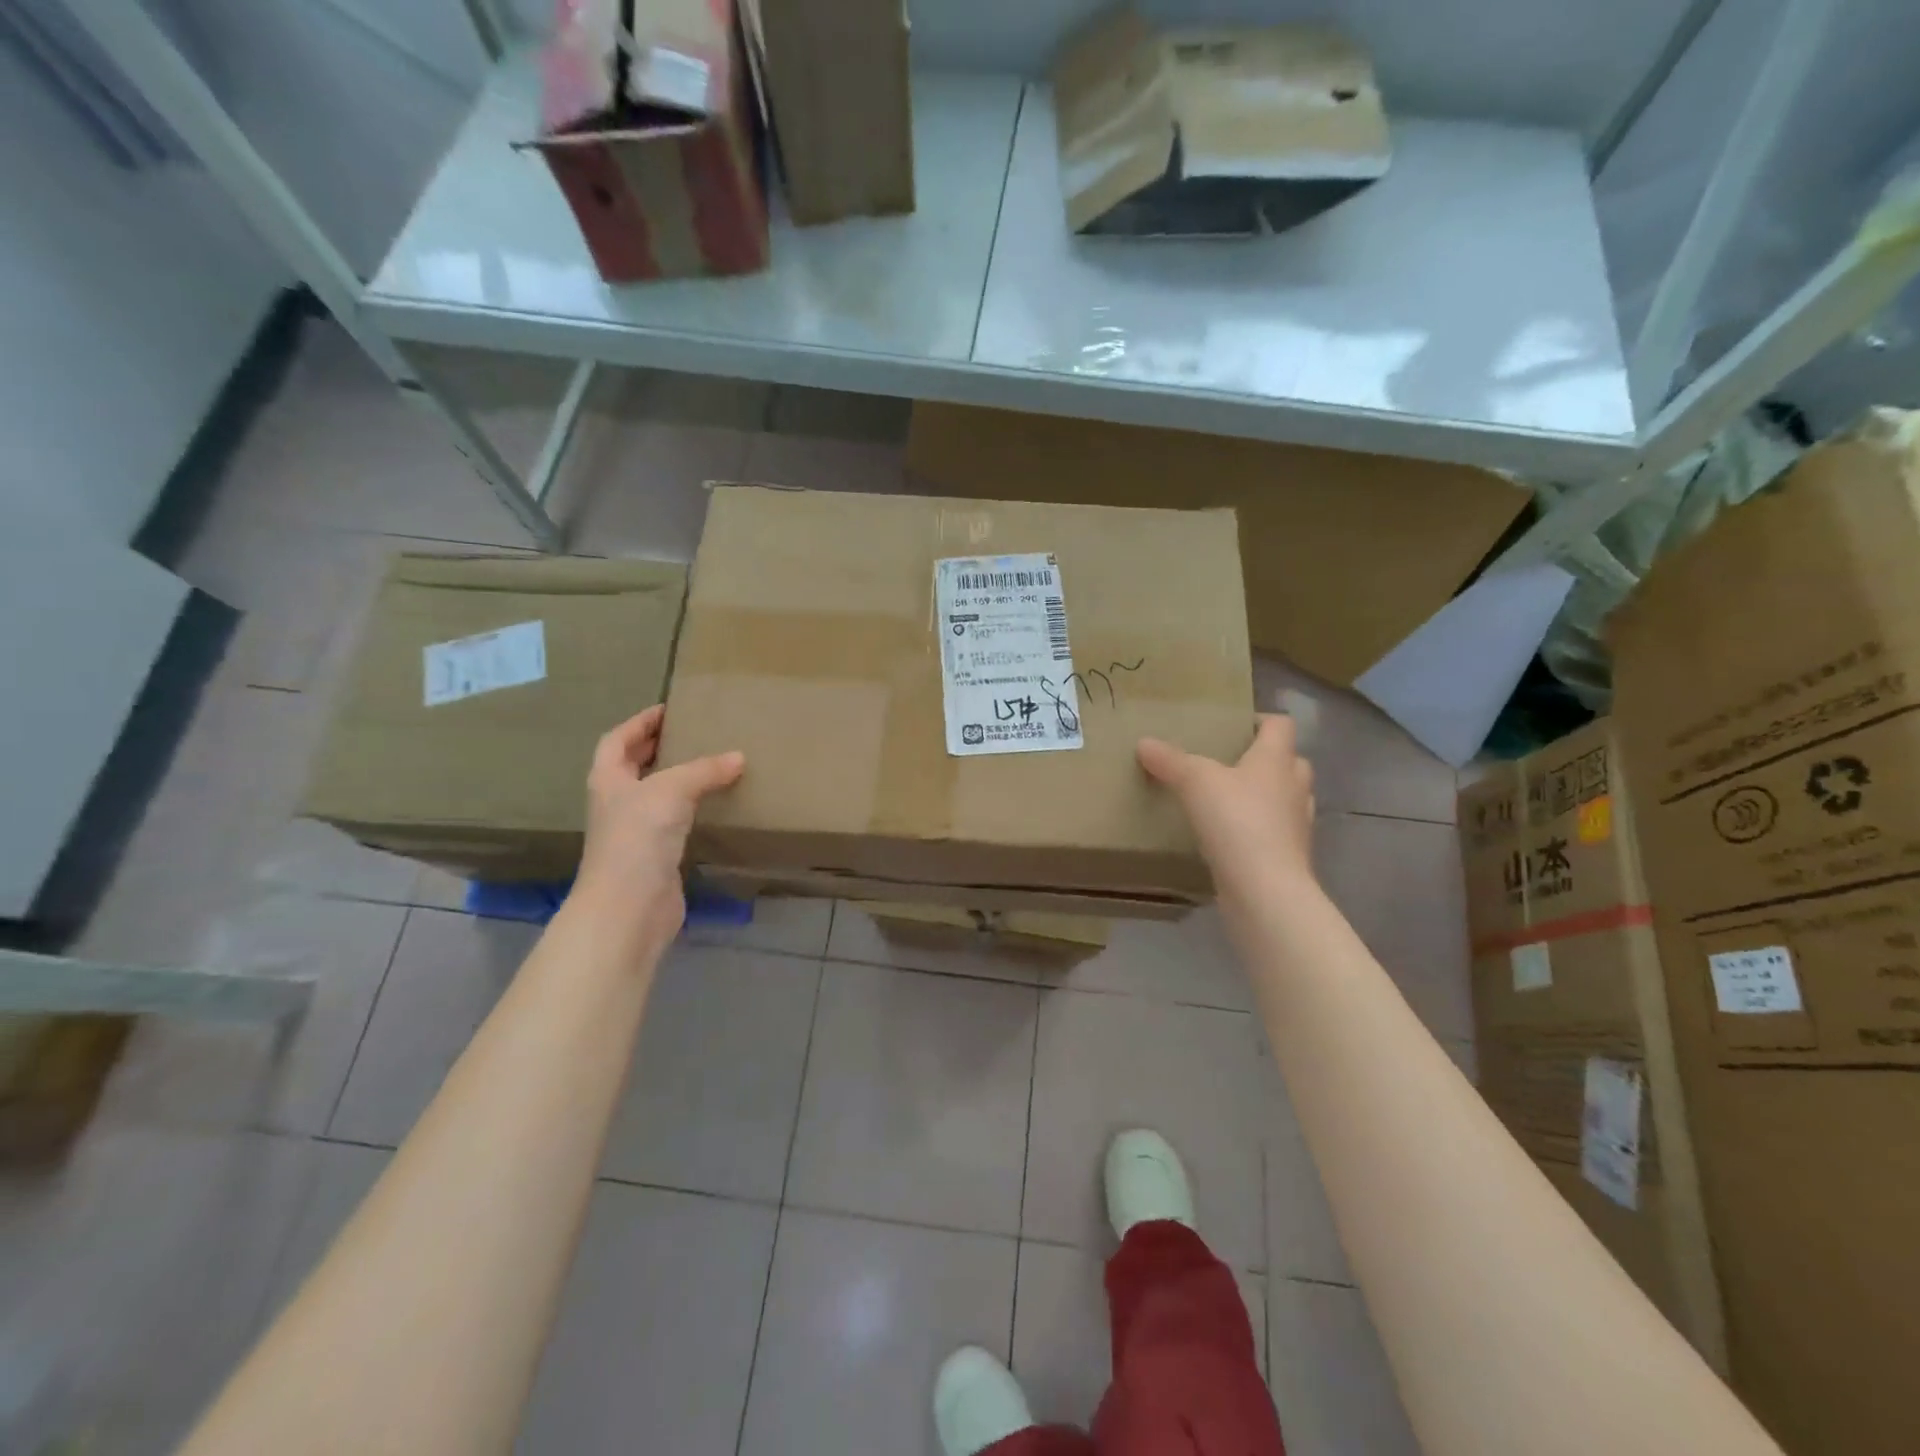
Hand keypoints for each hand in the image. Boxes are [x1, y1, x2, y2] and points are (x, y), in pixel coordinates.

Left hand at [570, 706, 744, 955]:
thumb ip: (705, 771)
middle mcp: (618, 804)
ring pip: (657, 796)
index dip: (639, 723)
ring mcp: (635, 833)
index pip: (617, 741)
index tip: (668, 710)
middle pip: (634, 767)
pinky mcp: (656, 858)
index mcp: (609, 780)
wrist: (629, 907)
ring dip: (678, 780)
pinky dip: (693, 811)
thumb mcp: (672, 791)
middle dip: (658, 749)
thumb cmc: (637, 838)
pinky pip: (676, 824)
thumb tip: (738, 757)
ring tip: (711, 765)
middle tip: (693, 733)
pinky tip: (716, 807)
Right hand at [1137, 714, 1315, 898]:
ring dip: (1267, 796)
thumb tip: (1144, 742)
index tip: (1236, 726)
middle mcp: (1294, 787)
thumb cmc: (1236, 821)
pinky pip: (1277, 833)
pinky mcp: (1290, 857)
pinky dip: (1260, 830)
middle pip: (1291, 761)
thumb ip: (1170, 761)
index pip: (1282, 725)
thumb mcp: (1195, 782)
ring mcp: (1297, 825)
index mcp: (1276, 760)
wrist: (1264, 889)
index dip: (1262, 720)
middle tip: (1232, 763)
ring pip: (1287, 799)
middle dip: (1267, 759)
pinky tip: (1232, 837)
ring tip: (1232, 800)